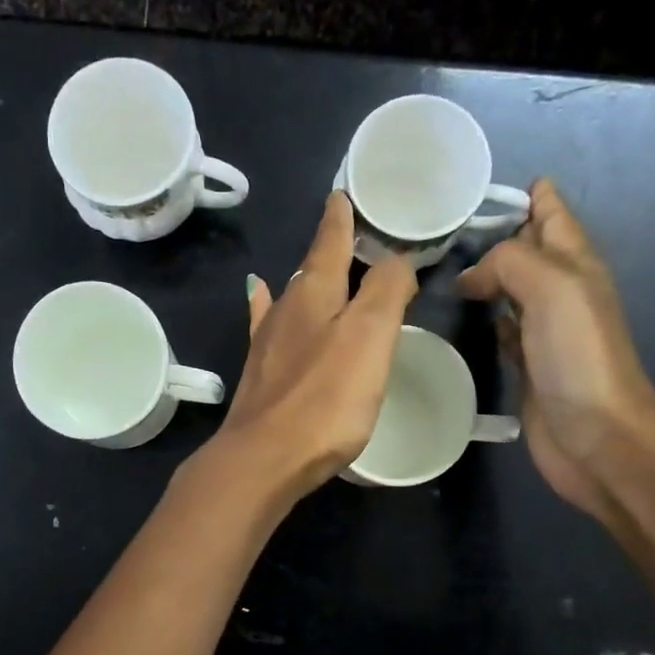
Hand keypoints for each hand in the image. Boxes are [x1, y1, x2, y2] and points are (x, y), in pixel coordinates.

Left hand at [202, 192, 416, 502]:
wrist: (265, 459)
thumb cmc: (325, 398)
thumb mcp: (370, 336)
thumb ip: (387, 291)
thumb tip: (395, 260)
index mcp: (314, 294)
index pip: (331, 244)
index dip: (342, 220)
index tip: (343, 195)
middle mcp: (285, 312)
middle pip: (311, 271)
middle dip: (329, 251)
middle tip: (346, 234)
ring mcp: (267, 346)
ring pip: (290, 299)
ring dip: (305, 281)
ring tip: (314, 268)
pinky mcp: (260, 378)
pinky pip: (266, 327)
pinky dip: (266, 307)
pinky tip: (259, 298)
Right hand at [456, 178, 654, 519]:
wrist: (596, 435)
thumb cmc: (579, 356)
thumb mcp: (551, 287)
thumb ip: (510, 262)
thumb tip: (472, 275)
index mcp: (575, 262)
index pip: (550, 212)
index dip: (523, 195)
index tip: (472, 190)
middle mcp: (560, 290)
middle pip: (527, 249)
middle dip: (494, 234)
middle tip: (441, 230)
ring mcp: (544, 330)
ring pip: (511, 289)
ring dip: (486, 277)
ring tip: (444, 268)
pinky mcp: (528, 365)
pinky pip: (503, 330)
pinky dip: (487, 318)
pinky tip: (466, 317)